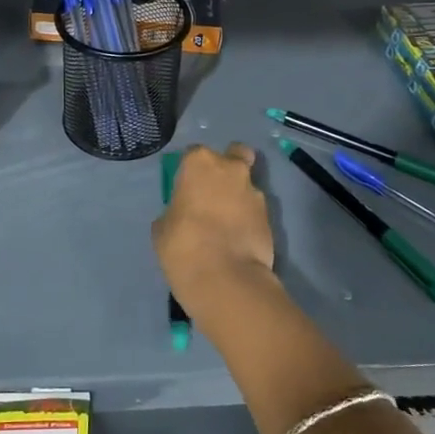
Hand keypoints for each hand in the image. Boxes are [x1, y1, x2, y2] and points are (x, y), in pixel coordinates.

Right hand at [152, 144, 278, 311]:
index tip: (186, 189)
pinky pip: (255, 211)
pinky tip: (238, 240)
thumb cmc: (183, 245)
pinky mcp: (271, 218)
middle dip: (227, 169)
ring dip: (238, 197)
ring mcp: (255, 192)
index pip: (194, 154)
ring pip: (247, 185)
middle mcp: (231, 169)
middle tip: (213, 195)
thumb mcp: (163, 227)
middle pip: (234, 156)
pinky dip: (248, 220)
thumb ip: (176, 210)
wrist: (226, 278)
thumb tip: (183, 214)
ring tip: (227, 225)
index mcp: (200, 163)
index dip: (190, 171)